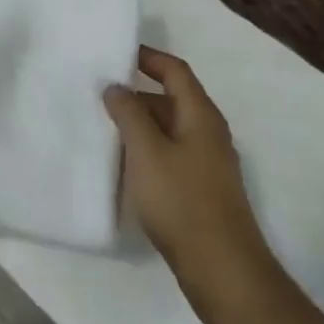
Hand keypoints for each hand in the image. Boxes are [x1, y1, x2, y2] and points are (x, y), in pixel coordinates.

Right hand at [106, 47, 271, 307]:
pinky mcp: (202, 189)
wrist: (222, 269)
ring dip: (141, 124)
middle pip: (172, 99)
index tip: (117, 54)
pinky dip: (148, 150)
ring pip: (170, 129)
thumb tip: (116, 86)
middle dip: (137, 94)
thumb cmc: (182, 201)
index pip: (175, 71)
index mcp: (200, 114)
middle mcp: (209, 132)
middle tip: (100, 95)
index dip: (148, 57)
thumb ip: (128, 114)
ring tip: (105, 128)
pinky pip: (172, 154)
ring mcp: (208, 163)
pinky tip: (126, 165)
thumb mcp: (146, 151)